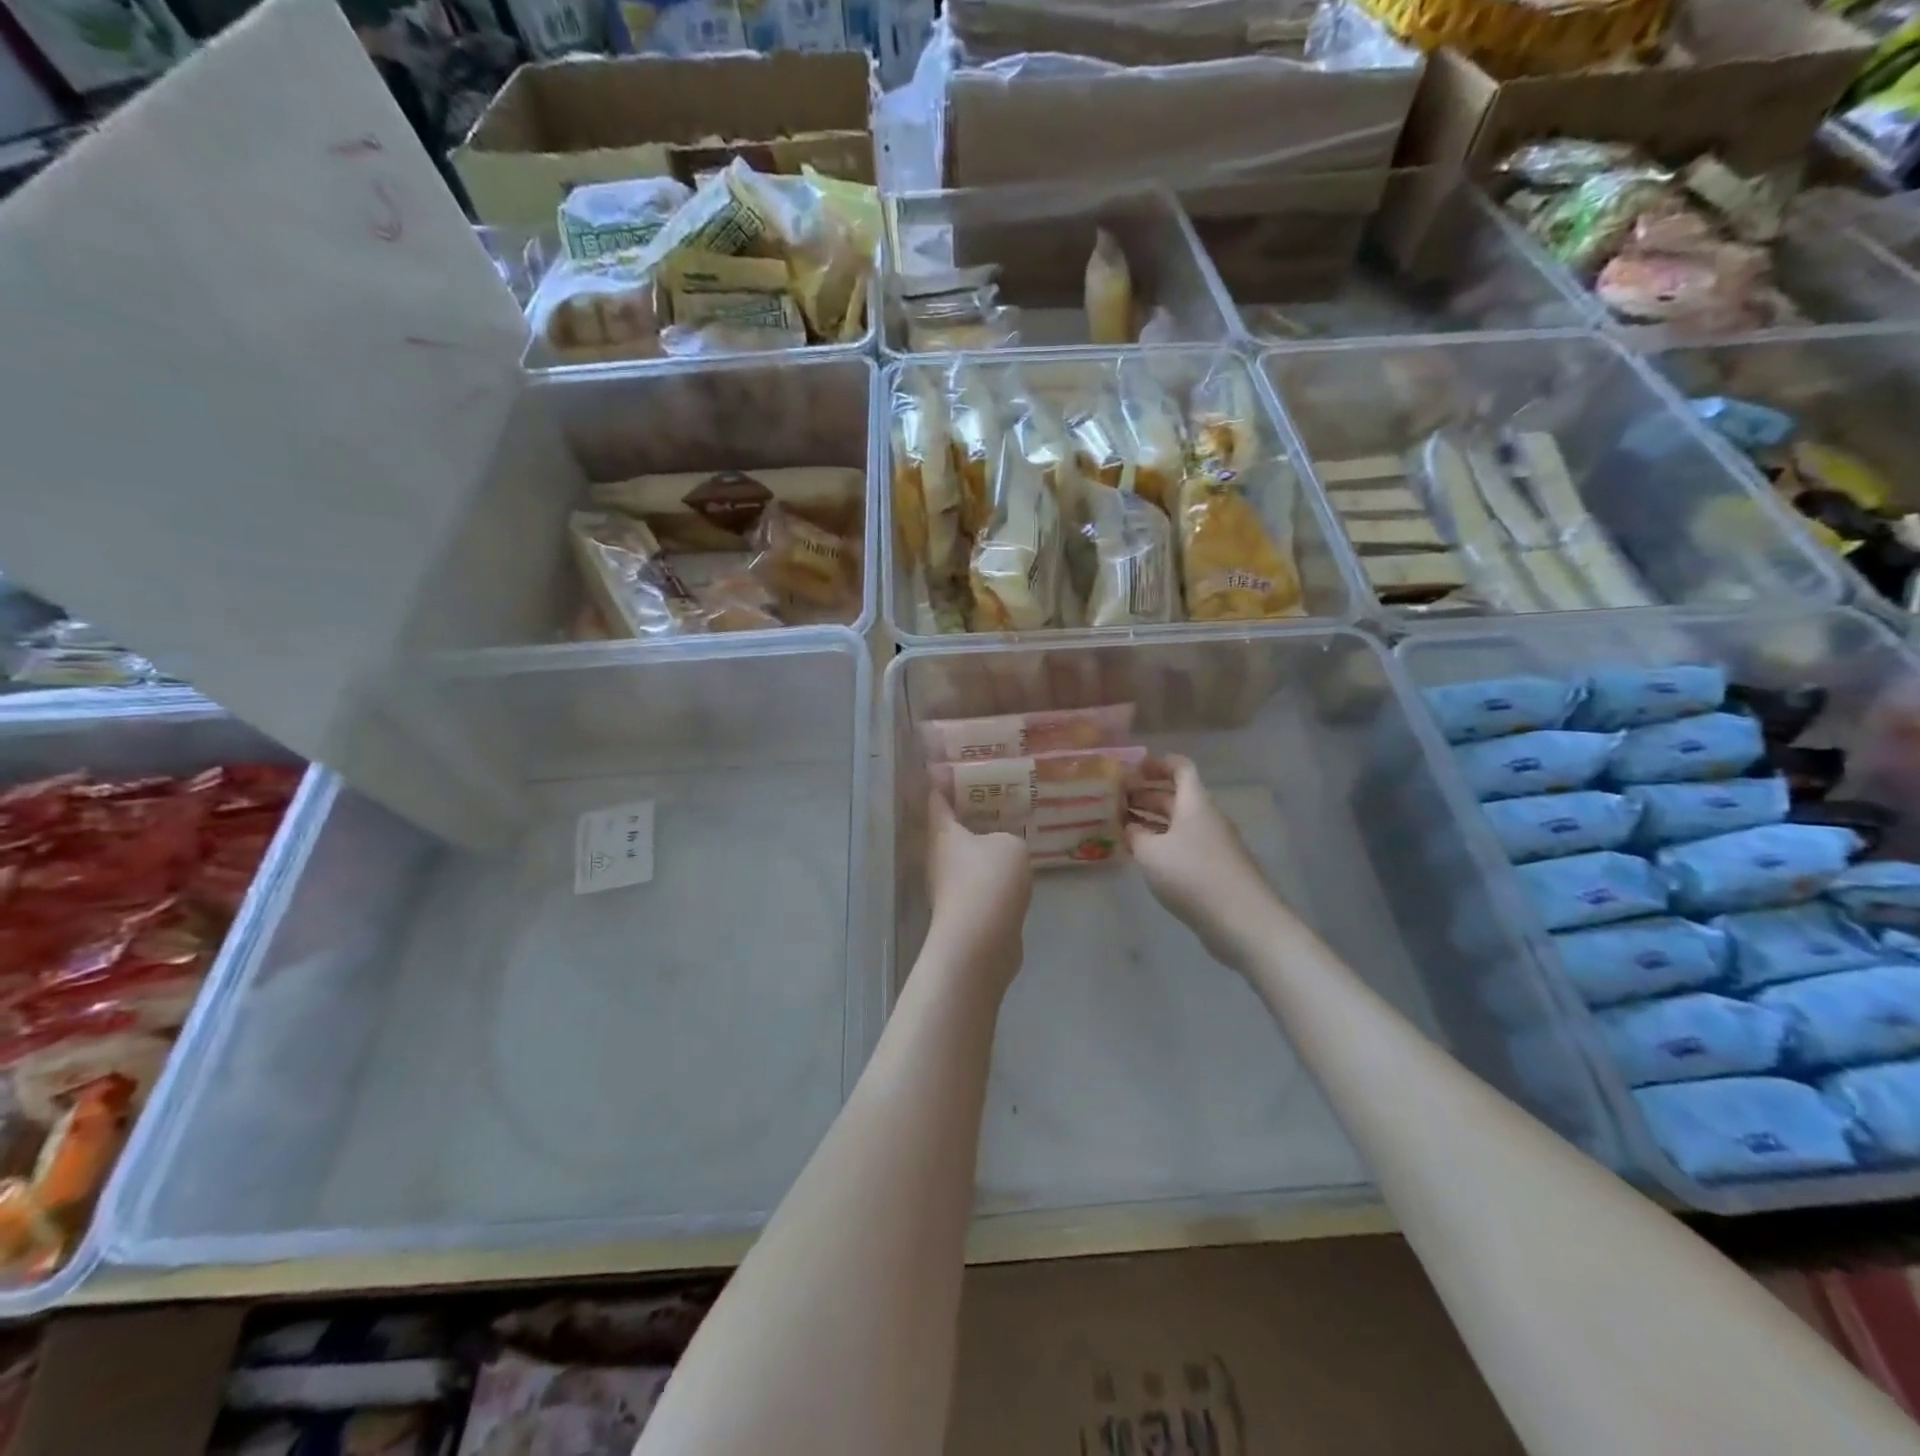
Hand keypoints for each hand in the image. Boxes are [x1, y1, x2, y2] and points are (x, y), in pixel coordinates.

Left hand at [926, 792, 1031, 993]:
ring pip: (967, 856)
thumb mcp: (1010, 845)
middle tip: (999, 795)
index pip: (938, 798)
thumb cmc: (988, 881)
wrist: (980, 943)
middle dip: (972, 811)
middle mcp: (940, 857)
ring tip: (1012, 829)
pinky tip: (1015, 868)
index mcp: (943, 832)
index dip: (946, 780)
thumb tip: (1003, 847)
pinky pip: (979, 880)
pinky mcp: (965, 910)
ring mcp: (950, 886)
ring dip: (985, 844)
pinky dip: (993, 872)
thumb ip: (1008, 835)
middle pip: (952, 827)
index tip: (959, 766)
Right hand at [1125, 755, 1281, 970]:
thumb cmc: (1192, 875)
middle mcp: (1207, 817)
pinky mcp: (1216, 868)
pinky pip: (1185, 844)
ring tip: (1123, 827)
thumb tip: (1130, 826)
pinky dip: (1164, 843)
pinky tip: (1145, 857)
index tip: (1131, 768)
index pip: (1180, 768)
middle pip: (1176, 796)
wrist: (1243, 920)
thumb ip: (1135, 834)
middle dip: (1146, 795)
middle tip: (1115, 801)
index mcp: (1194, 803)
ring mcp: (1214, 844)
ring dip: (1152, 821)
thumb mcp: (1150, 852)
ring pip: (1179, 822)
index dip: (1157, 763)